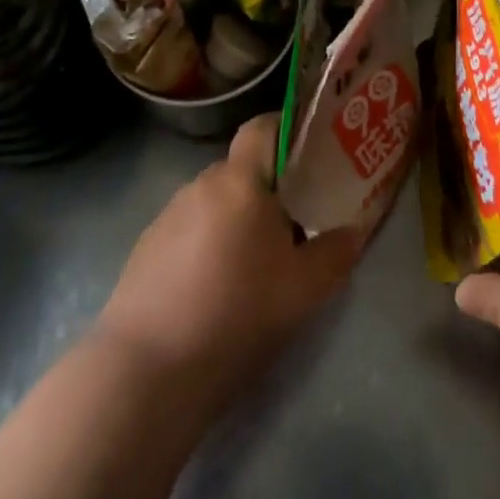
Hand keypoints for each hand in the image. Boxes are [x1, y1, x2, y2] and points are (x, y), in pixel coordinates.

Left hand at [95, 113, 362, 411]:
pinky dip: (207, 245)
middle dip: (268, 190)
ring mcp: (168, 214)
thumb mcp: (304, 290)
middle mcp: (202, 183)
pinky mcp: (146, 247)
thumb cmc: (235, 314)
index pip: (262, 127)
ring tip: (254, 266)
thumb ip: (335, 253)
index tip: (309, 158)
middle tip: (294, 225)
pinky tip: (214, 290)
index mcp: (240, 179)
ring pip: (216, 202)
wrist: (146, 371)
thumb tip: (353, 231)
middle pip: (242, 170)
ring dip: (237, 220)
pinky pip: (189, 230)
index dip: (286, 131)